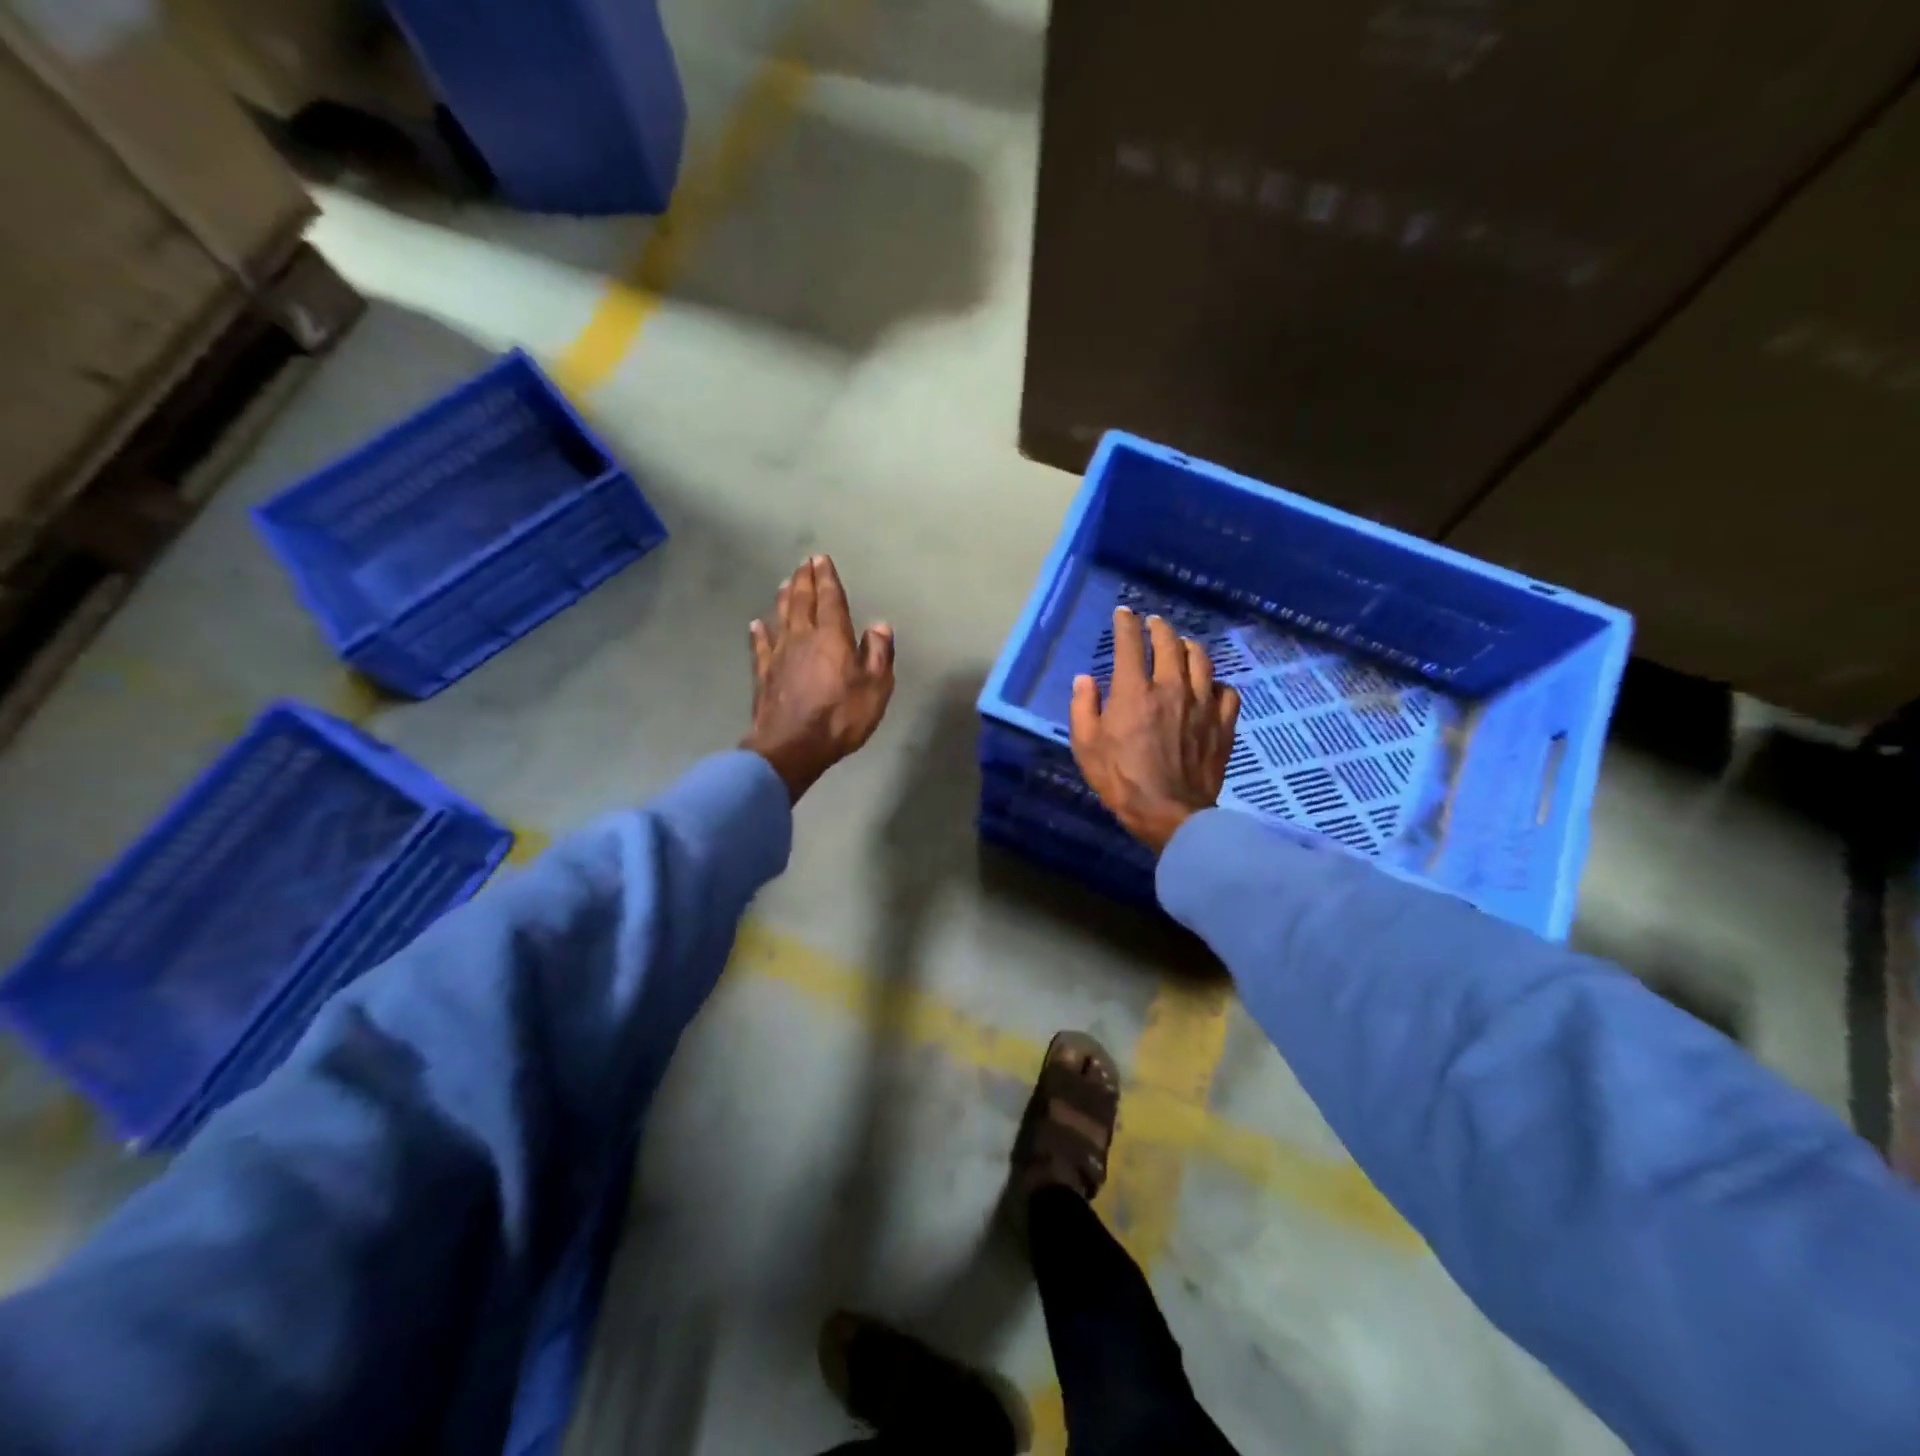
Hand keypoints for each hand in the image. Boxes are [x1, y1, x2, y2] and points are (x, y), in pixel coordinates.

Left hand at [744, 555, 895, 801]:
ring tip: (785, 582)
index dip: (827, 578)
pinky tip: (756, 624)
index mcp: (832, 637)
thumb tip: (879, 626)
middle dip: (804, 580)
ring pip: (780, 617)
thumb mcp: (876, 689)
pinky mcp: (763, 674)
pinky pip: (760, 646)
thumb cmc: (840, 717)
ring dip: (783, 598)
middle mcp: (802, 637)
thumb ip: (879, 655)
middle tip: (804, 563)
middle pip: (802, 601)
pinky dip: (759, 632)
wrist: (791, 747)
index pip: (830, 600)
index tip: (821, 559)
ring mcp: (778, 655)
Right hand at [1069, 607, 1239, 852]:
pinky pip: (1226, 691)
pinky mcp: (1222, 723)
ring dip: (1189, 647)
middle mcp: (1171, 688)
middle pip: (1169, 643)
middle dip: (1159, 628)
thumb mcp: (1086, 746)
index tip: (1123, 613)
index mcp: (1134, 692)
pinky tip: (1209, 686)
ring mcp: (1202, 704)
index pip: (1130, 644)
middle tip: (1153, 624)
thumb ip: (1083, 708)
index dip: (1126, 624)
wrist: (1169, 813)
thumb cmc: (1121, 780)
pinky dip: (1216, 682)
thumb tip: (1085, 679)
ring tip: (1183, 645)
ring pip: (1201, 660)